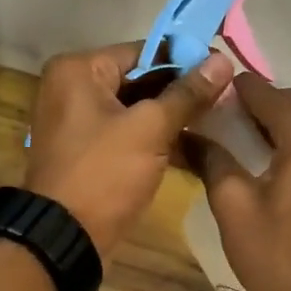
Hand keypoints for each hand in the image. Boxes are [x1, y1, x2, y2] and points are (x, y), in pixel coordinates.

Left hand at [24, 42, 234, 256]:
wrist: (65, 239)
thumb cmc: (104, 174)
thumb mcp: (150, 129)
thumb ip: (187, 93)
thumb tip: (222, 60)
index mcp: (77, 70)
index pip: (142, 51)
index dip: (185, 61)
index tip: (223, 71)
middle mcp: (71, 88)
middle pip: (138, 79)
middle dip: (179, 91)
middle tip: (225, 98)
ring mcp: (77, 122)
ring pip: (135, 109)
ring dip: (171, 117)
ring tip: (217, 121)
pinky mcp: (87, 152)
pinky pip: (126, 134)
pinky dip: (154, 138)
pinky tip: (192, 146)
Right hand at [201, 74, 290, 290]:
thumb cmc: (278, 257)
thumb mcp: (233, 207)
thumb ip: (212, 160)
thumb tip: (189, 134)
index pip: (264, 92)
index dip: (232, 92)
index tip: (203, 100)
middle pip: (290, 103)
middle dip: (254, 108)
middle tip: (216, 126)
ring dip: (276, 125)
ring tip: (240, 146)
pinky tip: (272, 165)